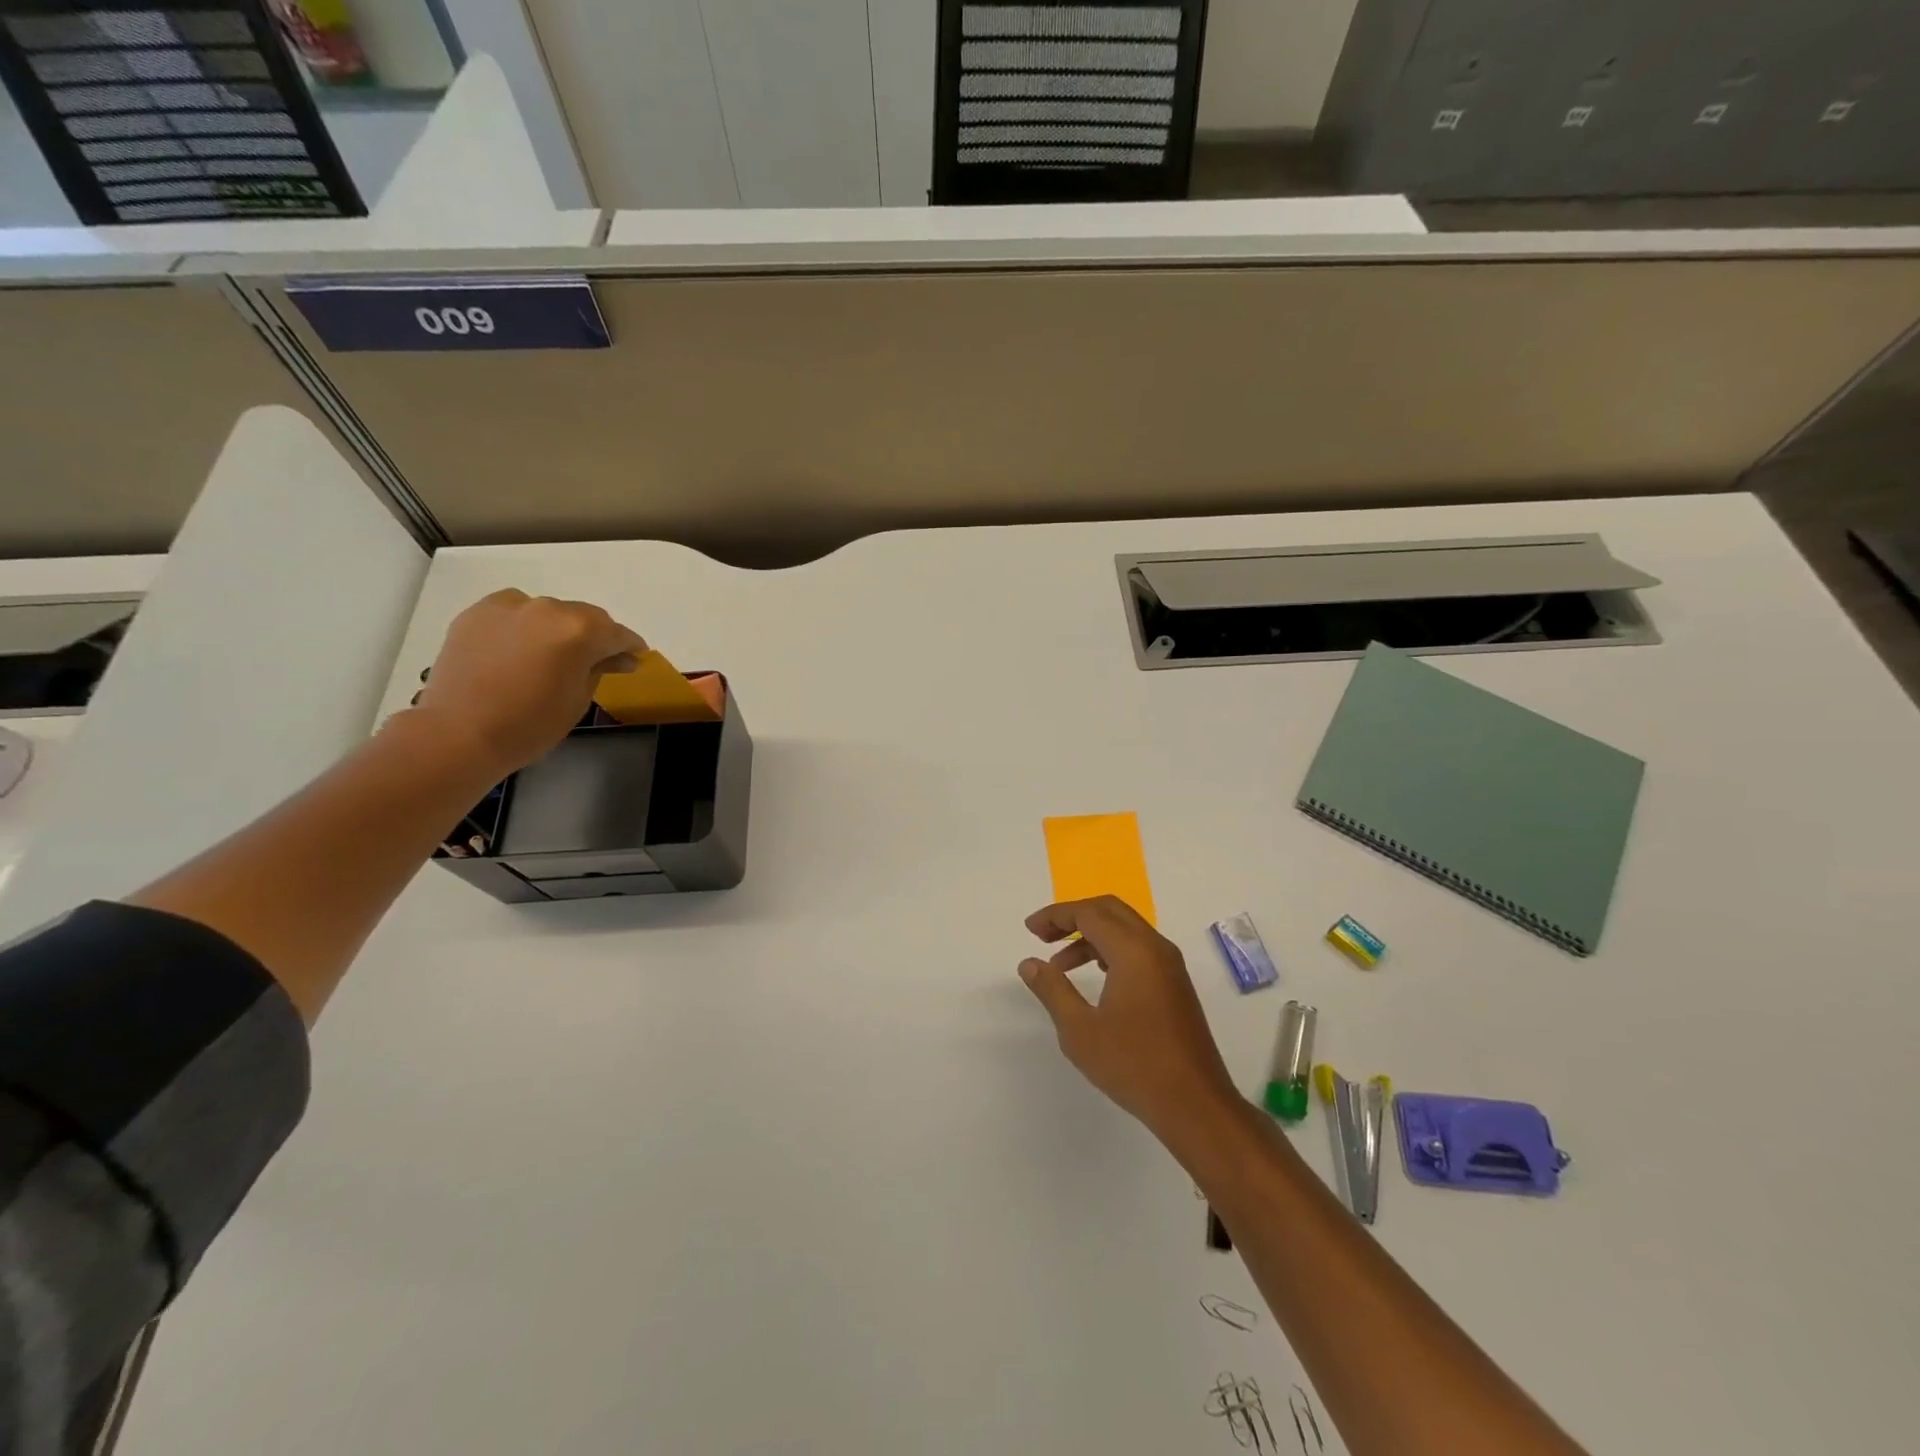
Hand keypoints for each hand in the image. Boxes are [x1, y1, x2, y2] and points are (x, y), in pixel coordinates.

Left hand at [413, 589, 645, 775]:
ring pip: (548, 612)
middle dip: (594, 637)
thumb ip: (600, 669)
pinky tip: (519, 649)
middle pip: (584, 617)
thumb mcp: (578, 699)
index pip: (618, 634)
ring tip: (550, 656)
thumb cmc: (530, 724)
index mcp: (580, 630)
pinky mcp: (477, 613)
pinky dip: (524, 626)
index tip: (634, 659)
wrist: (458, 733)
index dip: (630, 647)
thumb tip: (618, 658)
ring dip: (557, 629)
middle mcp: (547, 608)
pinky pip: (514, 612)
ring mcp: (509, 607)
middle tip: (594, 662)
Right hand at [1018, 897, 1239, 1138]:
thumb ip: (1052, 990)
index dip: (1056, 915)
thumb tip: (1030, 963)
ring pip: (1125, 929)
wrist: (1195, 1105)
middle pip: (1109, 910)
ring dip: (1091, 935)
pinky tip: (1094, 977)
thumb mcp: (1080, 1030)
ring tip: (1060, 964)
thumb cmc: (1133, 1065)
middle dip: (1073, 916)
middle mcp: (1155, 947)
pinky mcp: (1175, 984)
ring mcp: (1170, 965)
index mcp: (1133, 951)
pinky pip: (1139, 949)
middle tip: (1043, 935)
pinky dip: (1111, 950)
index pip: (1089, 913)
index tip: (1030, 929)